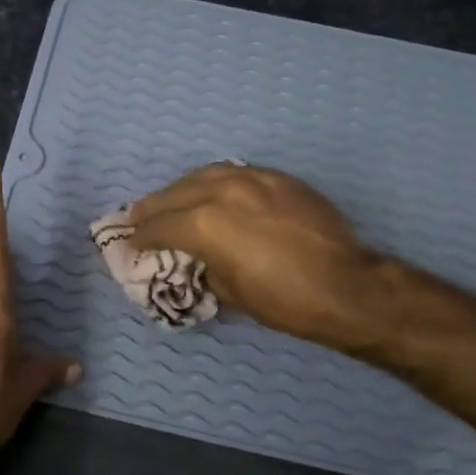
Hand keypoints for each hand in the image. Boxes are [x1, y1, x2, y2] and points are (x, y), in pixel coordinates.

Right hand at [131, 164, 382, 345]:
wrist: (346, 285)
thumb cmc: (284, 300)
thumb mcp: (230, 291)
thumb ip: (204, 267)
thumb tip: (196, 259)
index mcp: (203, 223)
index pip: (158, 226)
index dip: (140, 237)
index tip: (129, 242)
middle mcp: (221, 191)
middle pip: (174, 194)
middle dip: (151, 208)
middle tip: (136, 217)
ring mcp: (253, 178)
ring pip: (203, 175)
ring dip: (181, 189)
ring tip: (170, 200)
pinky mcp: (278, 178)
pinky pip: (234, 174)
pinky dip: (214, 183)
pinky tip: (212, 192)